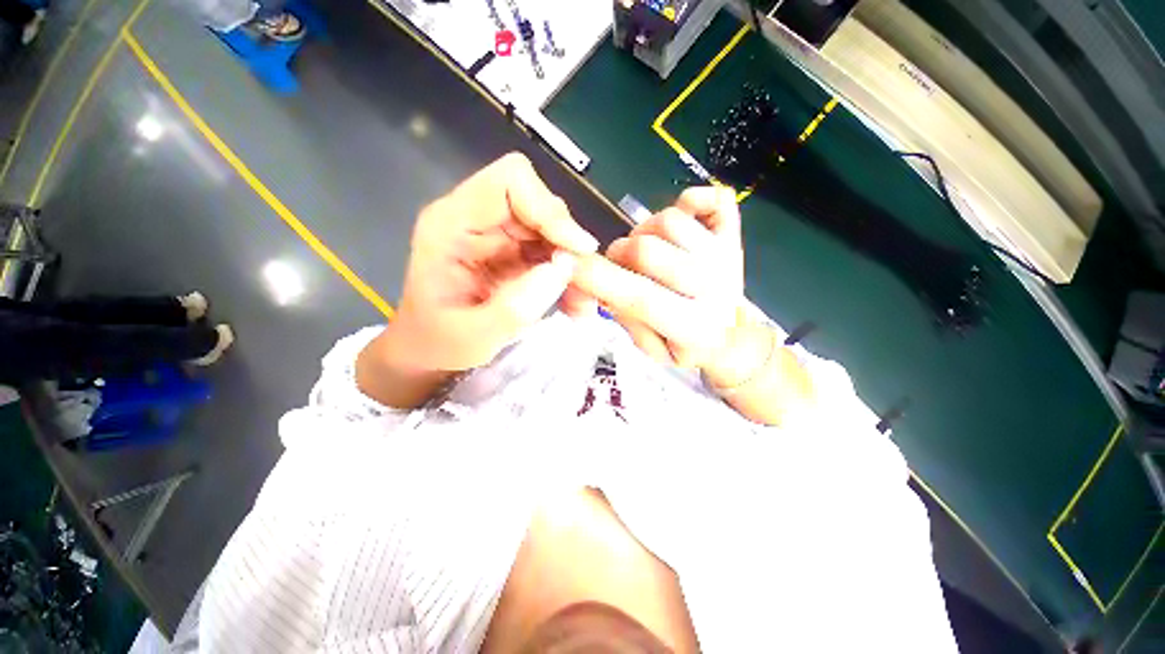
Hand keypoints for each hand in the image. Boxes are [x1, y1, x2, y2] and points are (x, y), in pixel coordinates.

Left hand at [386, 153, 598, 371]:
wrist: (430, 351)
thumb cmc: (438, 344)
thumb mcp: (472, 337)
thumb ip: (515, 307)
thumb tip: (565, 267)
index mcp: (452, 224)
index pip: (510, 181)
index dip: (549, 209)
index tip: (577, 249)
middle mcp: (477, 219)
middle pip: (540, 203)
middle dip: (568, 242)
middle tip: (586, 283)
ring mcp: (499, 234)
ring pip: (552, 228)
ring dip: (574, 262)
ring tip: (582, 301)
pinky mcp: (515, 252)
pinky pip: (553, 250)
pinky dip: (570, 274)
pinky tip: (574, 301)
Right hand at [571, 187, 744, 368]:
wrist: (732, 338)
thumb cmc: (686, 348)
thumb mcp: (651, 350)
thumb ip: (625, 318)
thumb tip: (594, 285)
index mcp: (693, 327)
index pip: (639, 297)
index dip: (598, 279)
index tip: (568, 265)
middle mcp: (714, 288)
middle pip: (647, 250)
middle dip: (618, 254)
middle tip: (620, 265)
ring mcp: (726, 256)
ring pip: (669, 221)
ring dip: (646, 232)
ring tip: (648, 252)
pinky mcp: (734, 235)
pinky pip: (714, 199)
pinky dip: (692, 201)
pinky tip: (683, 222)